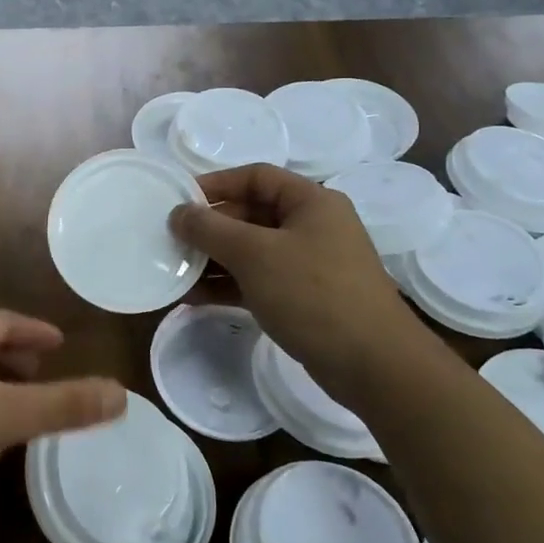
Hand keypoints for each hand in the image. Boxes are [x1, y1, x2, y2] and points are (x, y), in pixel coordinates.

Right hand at [169, 163, 425, 376]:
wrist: (372, 365)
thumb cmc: (313, 294)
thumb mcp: (254, 254)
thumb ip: (211, 229)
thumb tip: (178, 212)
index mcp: (310, 202)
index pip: (255, 177)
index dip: (215, 184)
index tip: (178, 200)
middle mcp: (311, 226)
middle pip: (250, 214)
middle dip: (209, 227)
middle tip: (170, 240)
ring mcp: (308, 264)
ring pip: (251, 251)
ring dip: (213, 259)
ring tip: (174, 271)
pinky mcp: (303, 298)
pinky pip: (257, 280)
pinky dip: (227, 285)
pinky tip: (193, 297)